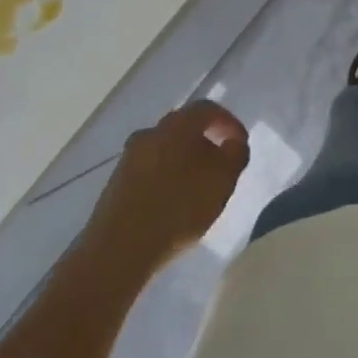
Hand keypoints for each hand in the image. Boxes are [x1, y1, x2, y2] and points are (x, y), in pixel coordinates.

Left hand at [88, 101, 249, 273]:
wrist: (118, 248)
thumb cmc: (178, 208)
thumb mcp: (223, 181)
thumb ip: (235, 155)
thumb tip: (233, 142)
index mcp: (178, 124)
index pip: (208, 109)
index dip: (229, 123)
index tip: (240, 144)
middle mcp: (151, 131)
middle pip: (185, 127)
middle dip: (206, 143)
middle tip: (220, 167)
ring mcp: (130, 156)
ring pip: (166, 149)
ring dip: (184, 162)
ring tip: (197, 190)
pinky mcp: (117, 181)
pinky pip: (150, 170)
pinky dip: (166, 178)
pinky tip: (172, 203)